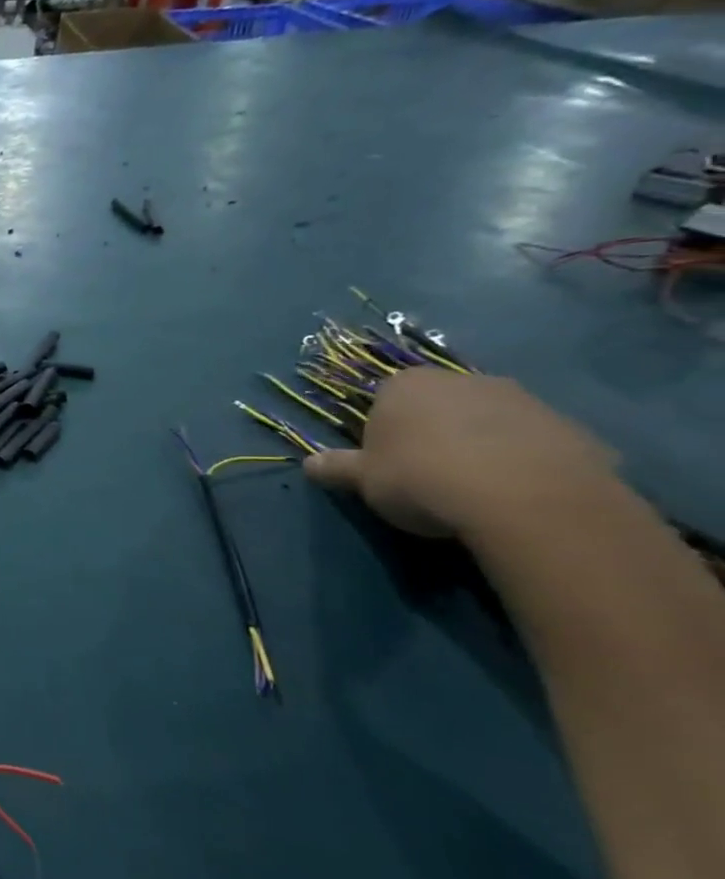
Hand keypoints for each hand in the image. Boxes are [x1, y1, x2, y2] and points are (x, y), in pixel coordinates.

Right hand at [305, 369, 616, 541]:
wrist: (525, 498)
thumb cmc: (421, 477)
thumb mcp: (364, 479)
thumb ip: (337, 468)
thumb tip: (309, 463)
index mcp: (407, 384)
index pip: (385, 397)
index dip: (383, 428)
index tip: (385, 459)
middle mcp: (463, 380)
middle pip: (440, 404)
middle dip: (434, 431)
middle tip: (428, 472)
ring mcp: (523, 400)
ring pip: (489, 420)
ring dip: (481, 444)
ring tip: (476, 488)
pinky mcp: (570, 428)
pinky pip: (534, 443)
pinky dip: (523, 461)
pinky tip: (516, 494)